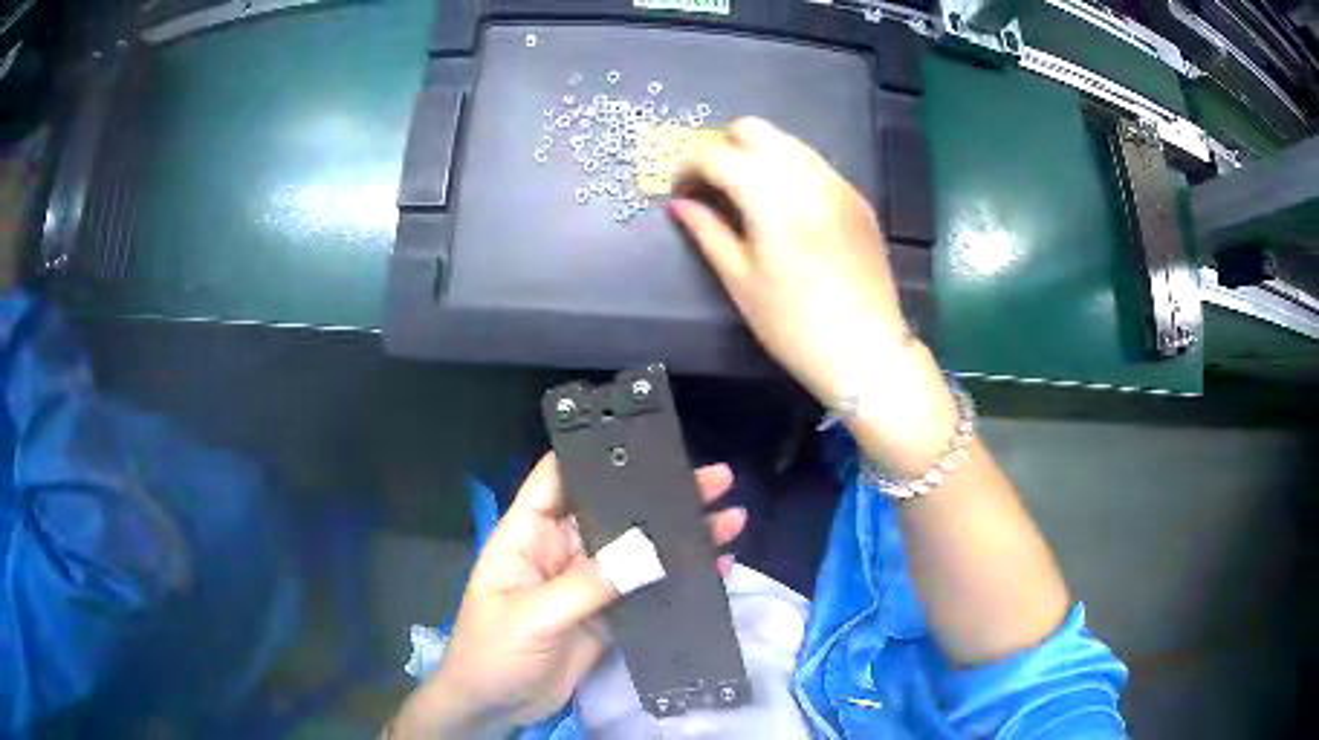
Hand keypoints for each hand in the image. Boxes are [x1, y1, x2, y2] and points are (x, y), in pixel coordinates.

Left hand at [390, 454, 745, 738]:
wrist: (496, 706)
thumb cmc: (493, 653)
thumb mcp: (533, 616)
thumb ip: (588, 585)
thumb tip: (647, 551)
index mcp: (528, 536)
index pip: (557, 480)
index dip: (594, 455)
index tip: (643, 438)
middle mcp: (561, 551)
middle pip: (612, 512)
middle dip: (659, 495)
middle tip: (713, 479)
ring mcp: (588, 584)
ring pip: (637, 551)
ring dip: (680, 536)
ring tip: (729, 518)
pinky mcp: (608, 615)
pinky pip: (646, 590)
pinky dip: (678, 580)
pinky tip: (715, 569)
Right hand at [670, 117, 908, 407]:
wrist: (866, 351)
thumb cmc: (794, 326)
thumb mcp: (740, 282)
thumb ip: (707, 232)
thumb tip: (678, 204)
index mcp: (773, 199)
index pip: (717, 155)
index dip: (688, 168)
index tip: (680, 191)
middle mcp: (808, 177)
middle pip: (755, 130)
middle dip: (724, 148)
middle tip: (712, 186)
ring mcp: (839, 184)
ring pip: (788, 141)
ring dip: (757, 155)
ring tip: (745, 194)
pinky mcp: (857, 198)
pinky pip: (814, 164)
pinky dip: (789, 170)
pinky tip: (784, 207)